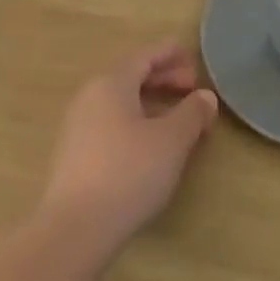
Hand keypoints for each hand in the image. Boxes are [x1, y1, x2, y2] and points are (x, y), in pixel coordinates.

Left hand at [40, 44, 219, 255]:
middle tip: (192, 88)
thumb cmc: (129, 172)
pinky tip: (152, 142)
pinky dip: (136, 120)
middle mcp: (89, 96)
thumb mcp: (171, 141)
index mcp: (110, 83)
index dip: (170, 54)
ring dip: (151, 102)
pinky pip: (111, 122)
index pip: (143, 56)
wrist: (77, 226)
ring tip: (178, 116)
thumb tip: (205, 97)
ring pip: (120, 101)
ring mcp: (78, 125)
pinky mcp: (75, 152)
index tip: (193, 59)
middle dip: (163, 78)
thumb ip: (192, 114)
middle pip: (130, 76)